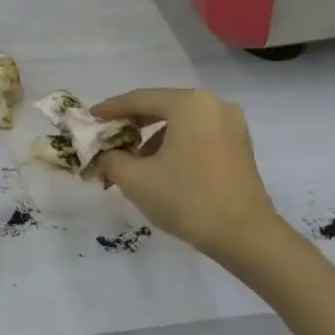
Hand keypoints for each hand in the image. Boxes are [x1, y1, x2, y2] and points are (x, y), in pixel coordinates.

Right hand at [90, 88, 285, 262]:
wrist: (245, 235)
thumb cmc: (187, 199)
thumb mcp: (136, 179)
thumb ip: (111, 159)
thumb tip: (105, 154)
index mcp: (189, 104)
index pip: (139, 99)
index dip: (111, 109)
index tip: (90, 117)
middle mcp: (213, 104)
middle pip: (162, 106)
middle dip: (133, 122)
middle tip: (108, 136)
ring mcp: (231, 124)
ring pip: (181, 122)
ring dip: (154, 135)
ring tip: (133, 160)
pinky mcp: (240, 145)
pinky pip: (199, 134)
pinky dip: (176, 143)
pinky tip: (162, 166)